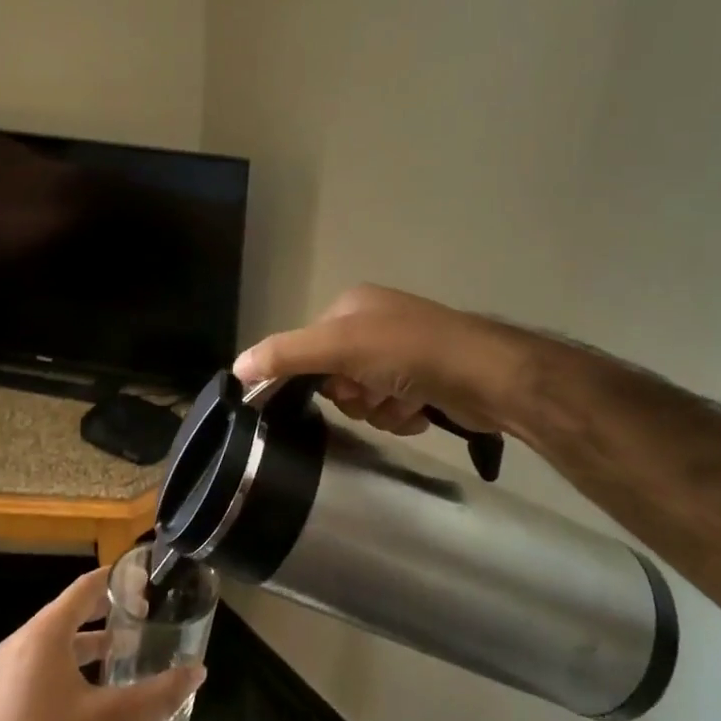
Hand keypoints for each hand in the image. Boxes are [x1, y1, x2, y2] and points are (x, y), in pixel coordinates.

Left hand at [0, 567, 205, 720]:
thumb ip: (159, 694)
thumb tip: (198, 671)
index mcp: (43, 635)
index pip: (83, 588)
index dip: (114, 580)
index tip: (143, 580)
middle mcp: (20, 645)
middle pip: (68, 612)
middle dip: (105, 611)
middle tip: (142, 614)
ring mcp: (7, 675)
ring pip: (54, 642)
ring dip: (88, 641)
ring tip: (123, 649)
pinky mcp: (3, 702)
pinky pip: (41, 665)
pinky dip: (69, 663)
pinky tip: (94, 688)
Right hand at [233, 284, 533, 437]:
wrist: (484, 375)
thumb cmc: (407, 352)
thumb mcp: (339, 348)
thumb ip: (286, 355)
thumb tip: (236, 367)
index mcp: (354, 305)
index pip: (311, 345)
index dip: (318, 374)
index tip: (338, 388)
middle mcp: (378, 323)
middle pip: (337, 374)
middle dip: (353, 395)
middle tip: (371, 396)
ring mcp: (405, 351)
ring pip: (365, 395)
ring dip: (378, 408)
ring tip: (401, 403)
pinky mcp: (427, 379)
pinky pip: (393, 406)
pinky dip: (401, 414)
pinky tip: (419, 412)